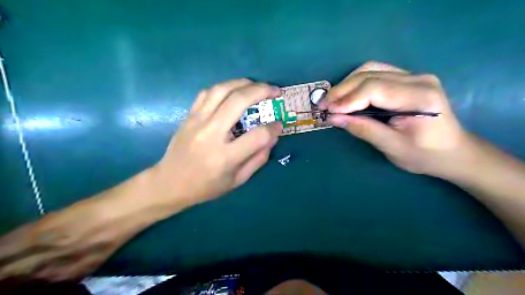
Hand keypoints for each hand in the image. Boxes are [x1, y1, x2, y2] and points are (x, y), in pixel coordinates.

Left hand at [151, 78, 282, 205]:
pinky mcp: (189, 116)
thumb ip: (258, 159)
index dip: (273, 128)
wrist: (169, 183)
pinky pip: (207, 93)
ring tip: (257, 85)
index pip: (258, 135)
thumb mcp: (237, 180)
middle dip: (262, 91)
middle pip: (239, 101)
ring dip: (243, 83)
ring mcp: (197, 121)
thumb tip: (272, 137)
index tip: (279, 125)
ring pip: (221, 90)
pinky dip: (224, 87)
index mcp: (225, 156)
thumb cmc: (206, 186)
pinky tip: (234, 90)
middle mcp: (211, 134)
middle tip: (275, 91)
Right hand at [320, 61, 471, 176]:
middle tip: (322, 105)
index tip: (327, 111)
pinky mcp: (407, 79)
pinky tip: (346, 96)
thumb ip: (362, 129)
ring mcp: (413, 76)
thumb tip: (333, 118)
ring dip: (346, 84)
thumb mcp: (392, 147)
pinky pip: (375, 73)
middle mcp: (417, 79)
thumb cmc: (425, 155)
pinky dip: (356, 83)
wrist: (452, 151)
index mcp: (419, 96)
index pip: (375, 88)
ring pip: (370, 69)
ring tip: (332, 100)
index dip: (347, 99)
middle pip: (369, 74)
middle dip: (342, 90)